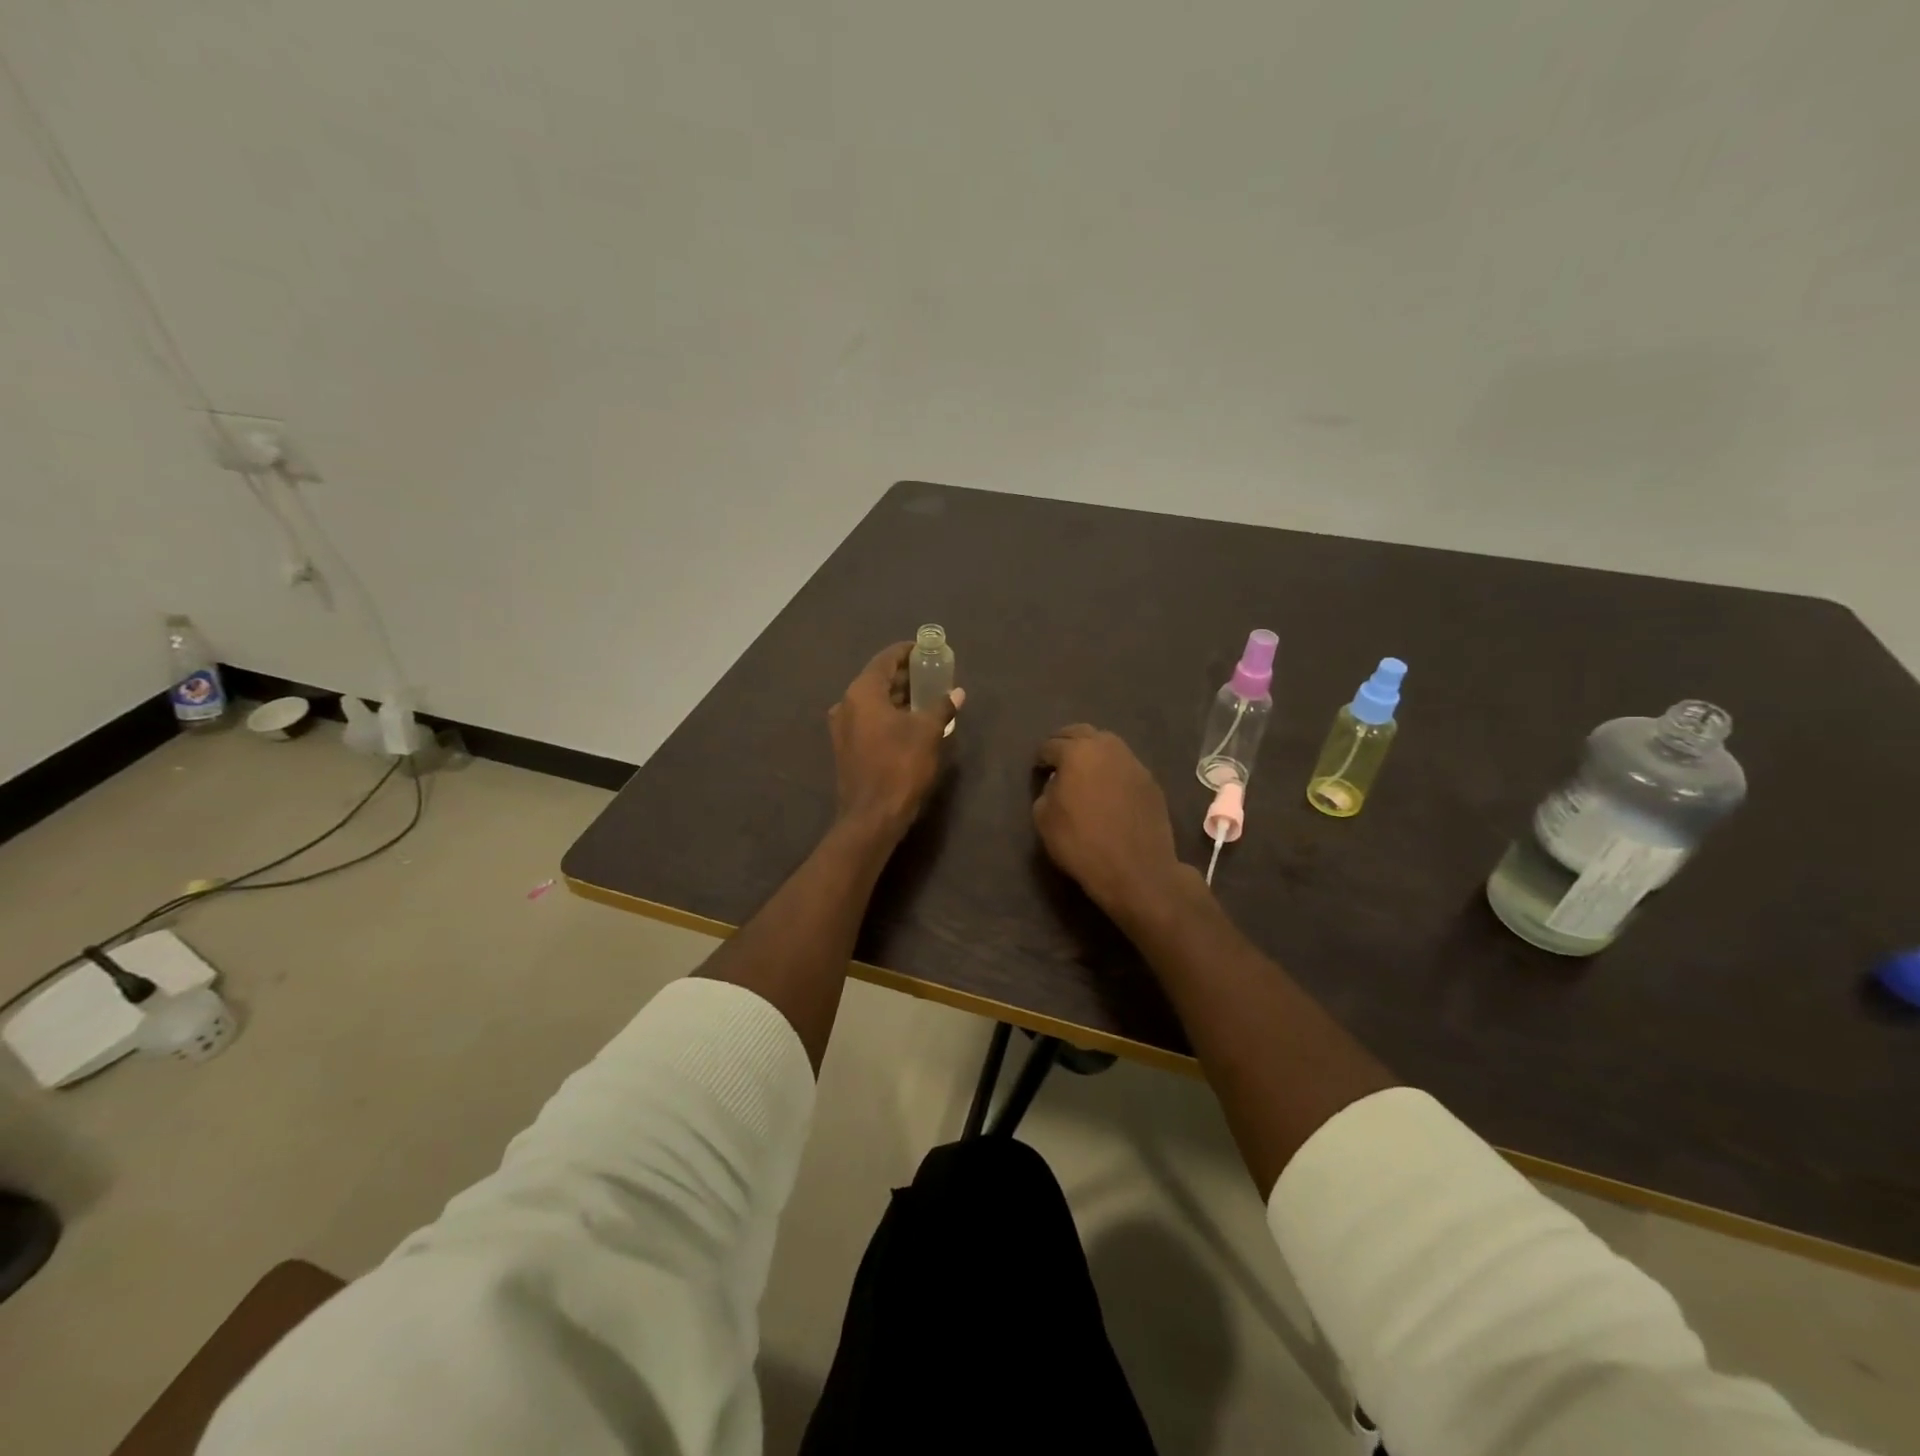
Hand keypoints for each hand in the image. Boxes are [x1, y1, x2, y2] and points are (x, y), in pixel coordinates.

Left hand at [829, 642, 961, 841]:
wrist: (872, 816)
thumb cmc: (900, 766)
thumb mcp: (928, 732)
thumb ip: (942, 707)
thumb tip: (957, 692)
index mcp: (862, 693)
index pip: (885, 659)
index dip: (906, 652)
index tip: (926, 649)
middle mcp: (846, 704)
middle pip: (877, 680)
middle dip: (905, 676)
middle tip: (932, 674)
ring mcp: (843, 728)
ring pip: (873, 702)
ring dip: (898, 697)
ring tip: (927, 697)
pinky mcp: (847, 748)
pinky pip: (870, 720)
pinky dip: (889, 715)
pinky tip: (911, 722)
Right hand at [1033, 725, 1195, 920]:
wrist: (1136, 870)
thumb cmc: (1081, 843)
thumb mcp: (1044, 818)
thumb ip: (1046, 791)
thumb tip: (1058, 783)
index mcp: (1077, 752)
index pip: (1051, 745)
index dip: (1041, 758)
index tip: (1039, 771)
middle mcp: (1107, 748)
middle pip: (1081, 732)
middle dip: (1066, 742)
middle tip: (1058, 760)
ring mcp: (1133, 763)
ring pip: (1107, 745)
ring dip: (1092, 752)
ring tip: (1084, 772)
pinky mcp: (1151, 781)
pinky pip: (1125, 766)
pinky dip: (1112, 770)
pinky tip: (1108, 789)